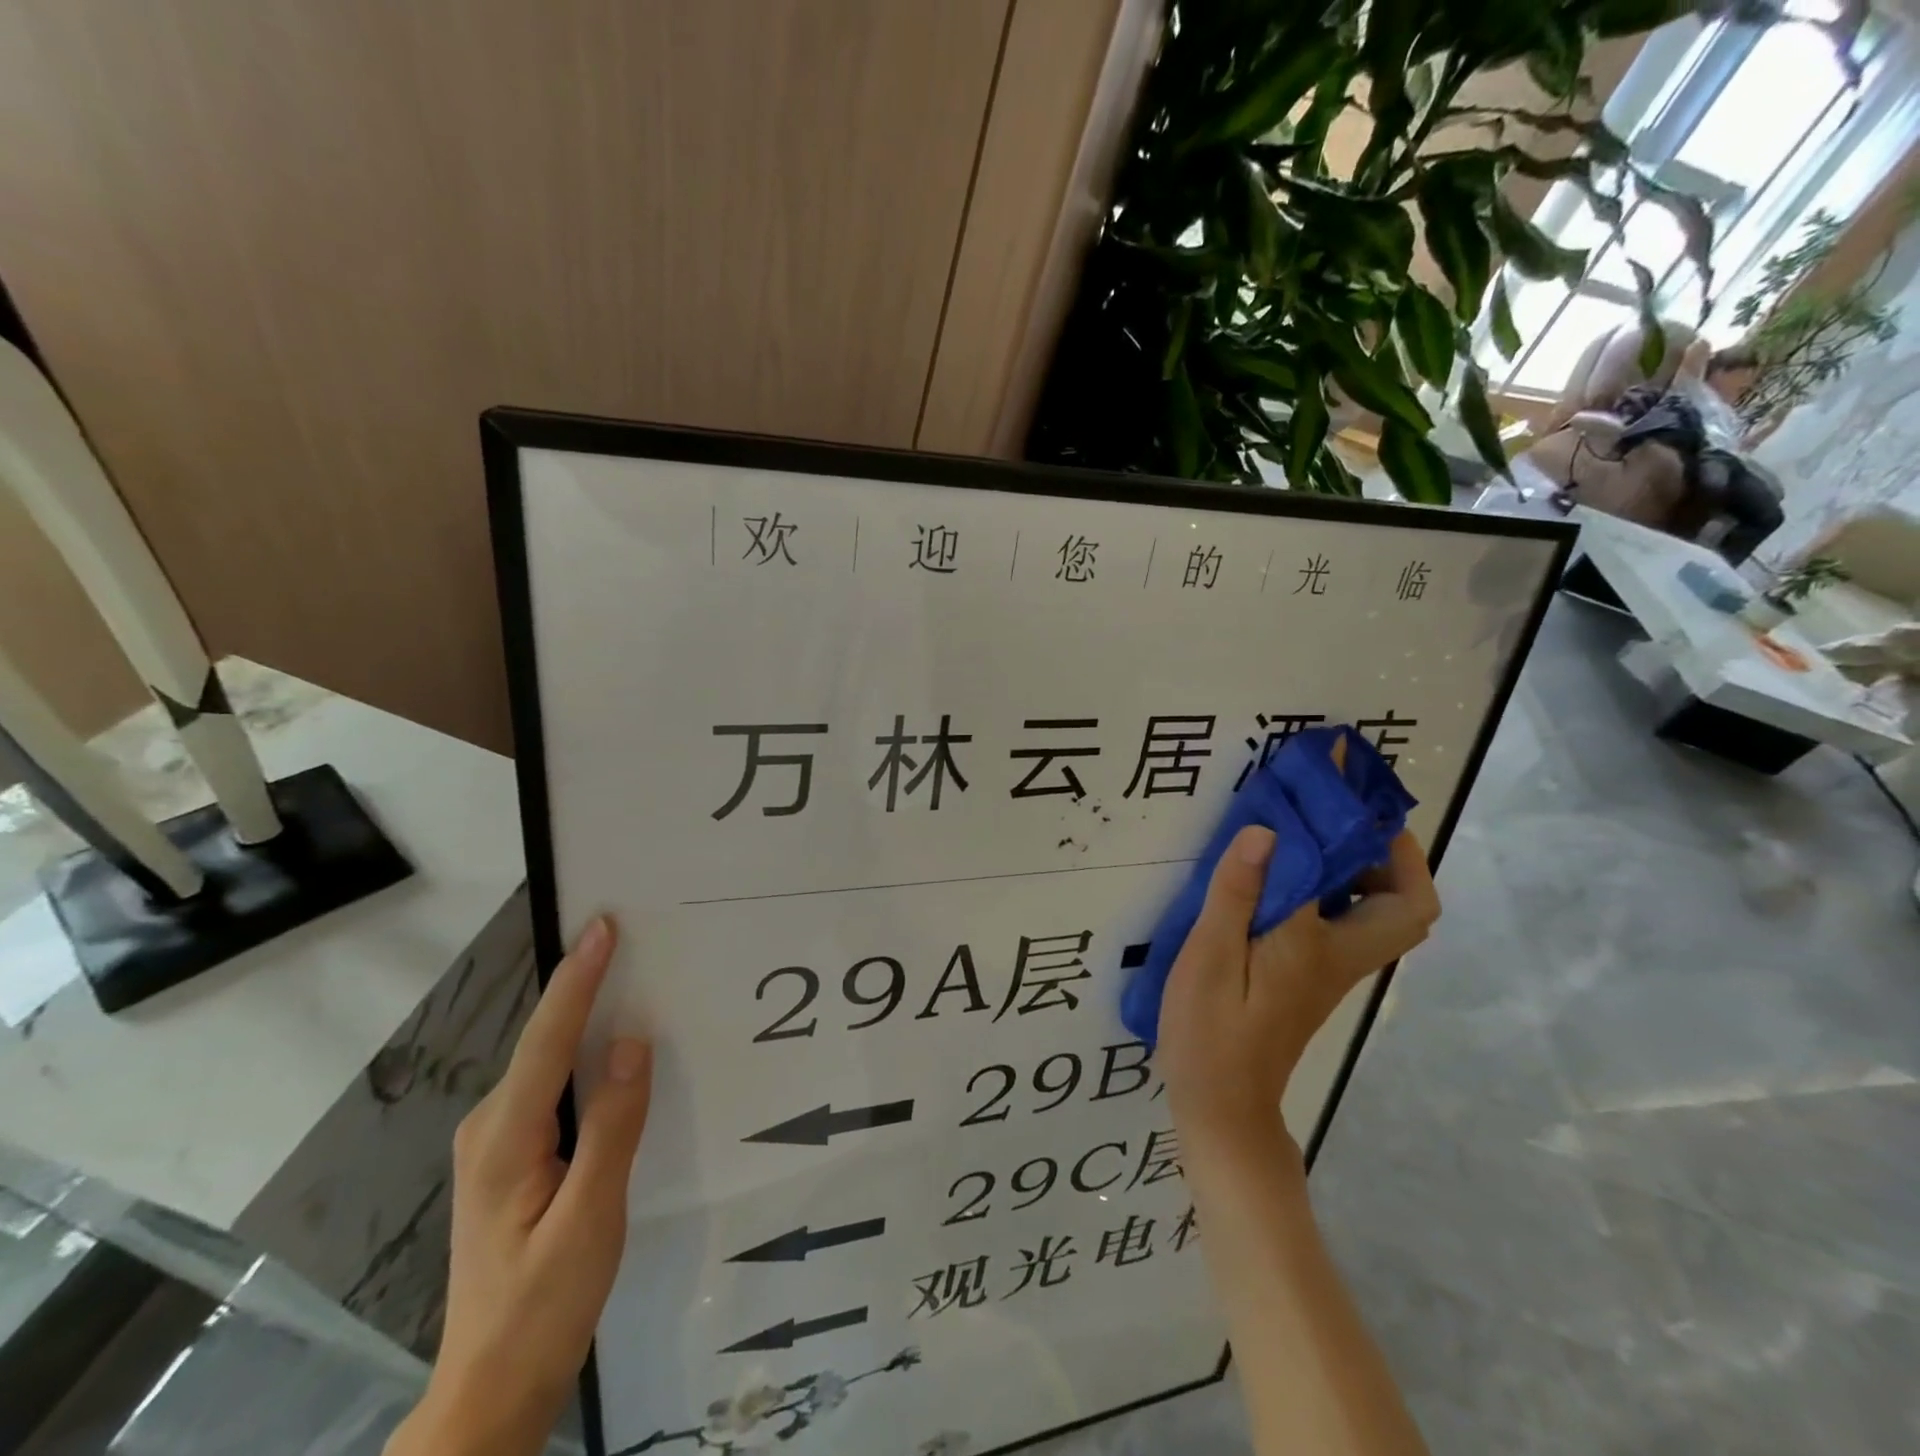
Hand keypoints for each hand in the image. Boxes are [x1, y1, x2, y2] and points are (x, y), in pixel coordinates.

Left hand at [389, 917, 652, 1455]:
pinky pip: (553, 1085)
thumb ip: (612, 1127)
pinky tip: (612, 1049)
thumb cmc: (545, 1304)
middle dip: (584, 984)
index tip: (603, 926)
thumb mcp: (590, 1219)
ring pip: (549, 1061)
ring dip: (585, 1016)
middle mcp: (492, 1126)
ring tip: (631, 977)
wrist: (493, 1386)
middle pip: (544, 1040)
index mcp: (507, 1137)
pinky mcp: (512, 1155)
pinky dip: (583, 1054)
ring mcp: (497, 1141)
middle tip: (631, 938)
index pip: (548, 1038)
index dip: (578, 978)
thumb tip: (631, 1041)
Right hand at [1156, 824, 1438, 1157]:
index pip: (1388, 890)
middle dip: (1391, 857)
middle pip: (1408, 909)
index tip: (1360, 794)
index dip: (1391, 840)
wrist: (1221, 1102)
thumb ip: (1238, 892)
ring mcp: (1330, 971)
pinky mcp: (1310, 978)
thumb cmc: (1213, 1030)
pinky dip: (1329, 891)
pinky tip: (1280, 878)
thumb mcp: (1212, 956)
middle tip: (1339, 820)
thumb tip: (1268, 830)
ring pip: (1377, 916)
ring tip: (1307, 835)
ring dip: (1360, 870)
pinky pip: (1342, 924)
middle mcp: (1343, 957)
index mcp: (1324, 947)